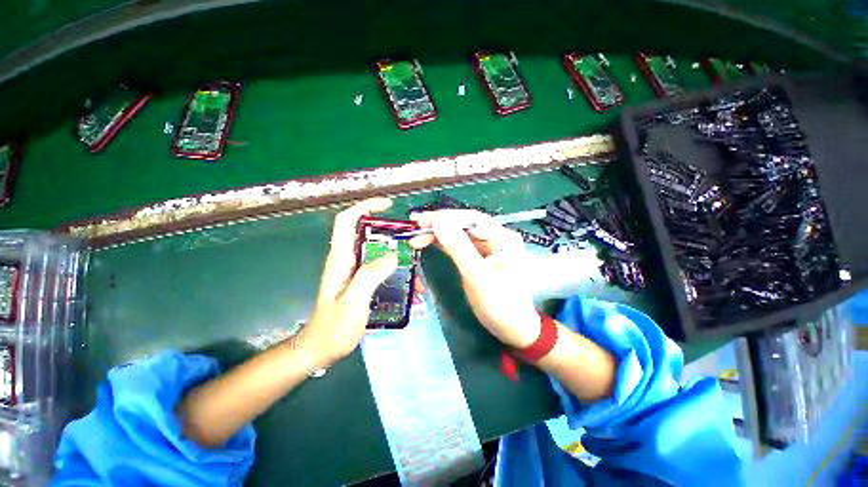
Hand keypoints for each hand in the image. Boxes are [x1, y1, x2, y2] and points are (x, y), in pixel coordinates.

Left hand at [299, 198, 398, 365]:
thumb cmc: (333, 328)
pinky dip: (398, 275)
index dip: (366, 207)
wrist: (321, 349)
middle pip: (370, 235)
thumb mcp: (353, 302)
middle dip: (393, 235)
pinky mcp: (363, 282)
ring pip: (380, 254)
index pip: (348, 220)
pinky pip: (383, 270)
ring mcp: (356, 271)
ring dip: (400, 260)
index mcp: (341, 258)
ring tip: (418, 277)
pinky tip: (411, 292)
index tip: (388, 206)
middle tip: (414, 244)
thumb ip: (370, 275)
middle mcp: (348, 260)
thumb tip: (392, 255)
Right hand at [409, 210, 540, 348]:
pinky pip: (459, 245)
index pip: (471, 218)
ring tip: (416, 237)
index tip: (422, 220)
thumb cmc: (499, 304)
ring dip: (438, 234)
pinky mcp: (479, 257)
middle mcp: (496, 237)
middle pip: (464, 224)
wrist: (511, 328)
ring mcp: (487, 247)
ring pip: (459, 234)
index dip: (445, 217)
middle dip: (439, 224)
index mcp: (503, 237)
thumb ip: (458, 247)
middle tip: (415, 225)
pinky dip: (443, 244)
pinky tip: (428, 242)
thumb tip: (438, 221)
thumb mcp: (477, 275)